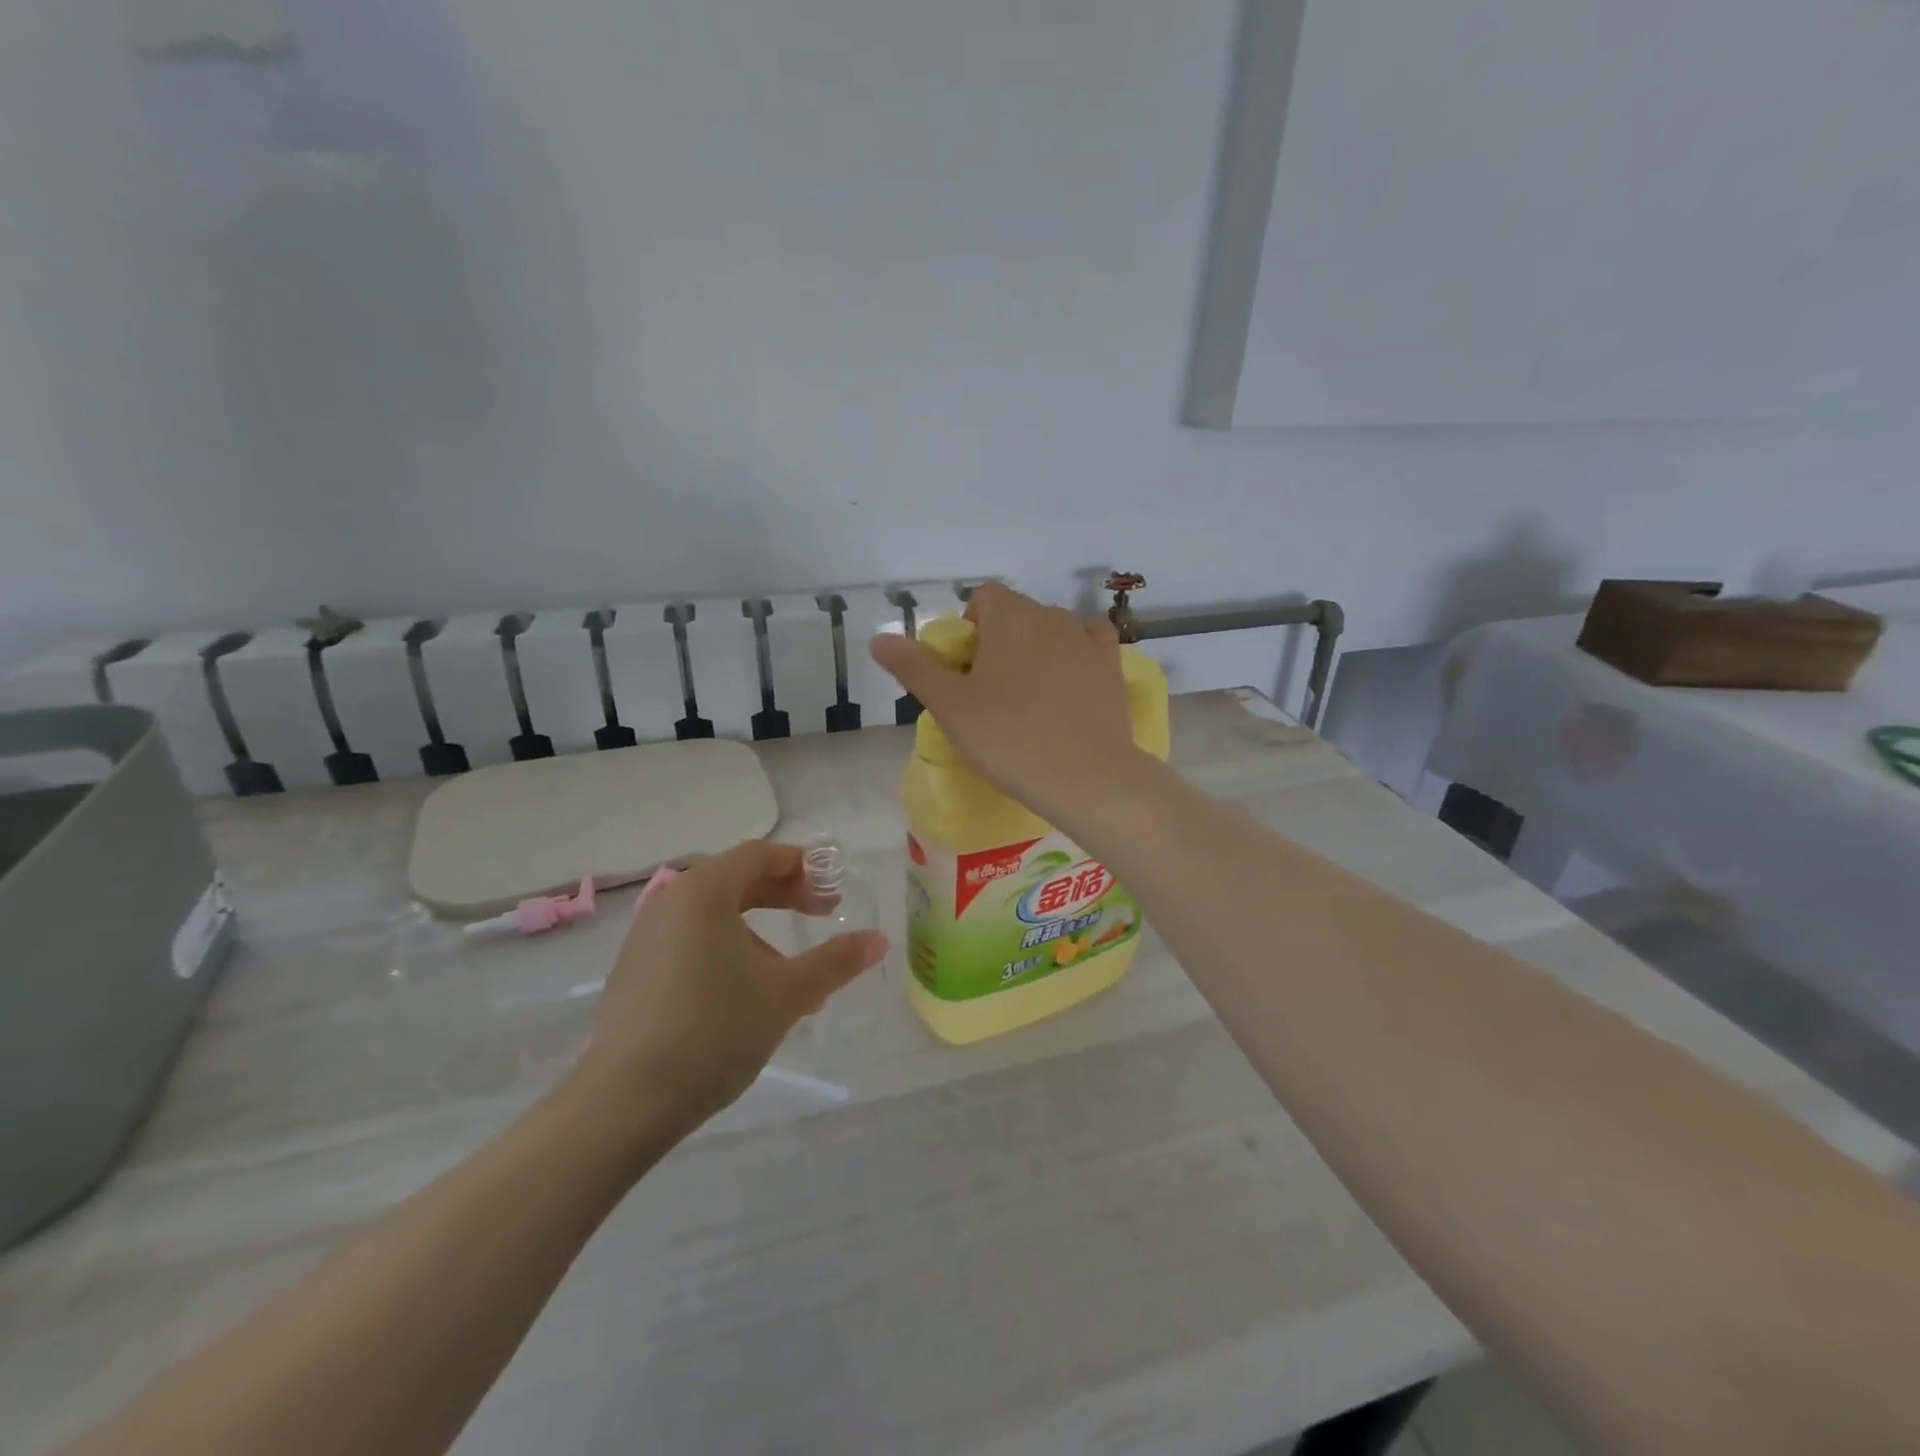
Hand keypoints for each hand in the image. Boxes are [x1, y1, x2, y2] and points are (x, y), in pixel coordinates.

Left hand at [572, 841, 887, 1142]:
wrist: (623, 1102)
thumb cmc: (714, 1029)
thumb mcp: (786, 994)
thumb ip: (836, 962)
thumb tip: (880, 940)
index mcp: (704, 891)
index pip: (760, 855)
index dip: (804, 866)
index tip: (834, 891)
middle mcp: (671, 902)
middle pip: (737, 880)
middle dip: (786, 896)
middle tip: (824, 915)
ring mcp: (647, 938)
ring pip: (716, 916)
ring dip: (761, 932)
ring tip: (793, 976)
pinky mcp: (636, 972)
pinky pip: (693, 943)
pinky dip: (729, 952)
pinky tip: (749, 997)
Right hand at [869, 582, 1143, 819]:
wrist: (1085, 777)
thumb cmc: (1008, 738)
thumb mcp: (949, 706)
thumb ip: (913, 667)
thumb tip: (879, 638)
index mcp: (1009, 616)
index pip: (982, 598)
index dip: (968, 630)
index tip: (964, 672)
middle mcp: (1051, 615)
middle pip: (1016, 614)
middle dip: (999, 641)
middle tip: (989, 693)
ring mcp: (1087, 640)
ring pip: (1052, 629)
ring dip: (1036, 649)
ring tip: (1030, 697)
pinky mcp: (1113, 666)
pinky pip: (1090, 644)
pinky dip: (1075, 655)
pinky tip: (1069, 684)